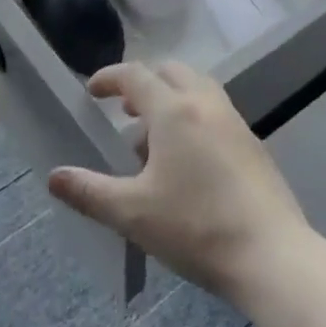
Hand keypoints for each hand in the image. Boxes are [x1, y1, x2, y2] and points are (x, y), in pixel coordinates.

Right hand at [47, 62, 314, 304]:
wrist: (271, 253)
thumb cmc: (195, 227)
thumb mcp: (133, 213)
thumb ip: (90, 191)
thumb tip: (54, 177)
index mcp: (174, 110)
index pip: (135, 76)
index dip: (109, 78)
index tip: (91, 91)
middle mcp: (206, 104)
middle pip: (171, 72)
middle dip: (143, 84)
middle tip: (124, 112)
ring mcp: (234, 121)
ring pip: (197, 90)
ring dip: (170, 101)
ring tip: (152, 141)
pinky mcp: (252, 144)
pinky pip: (215, 113)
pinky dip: (193, 118)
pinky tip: (187, 163)